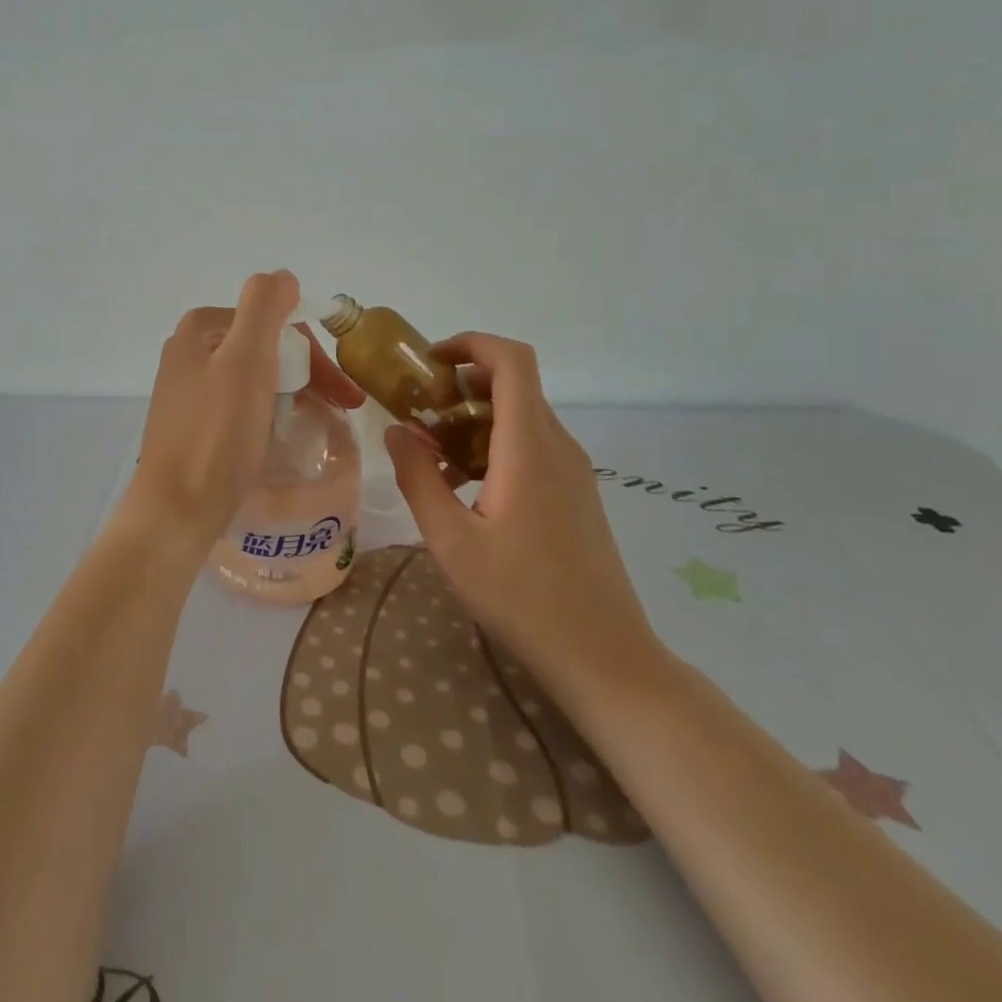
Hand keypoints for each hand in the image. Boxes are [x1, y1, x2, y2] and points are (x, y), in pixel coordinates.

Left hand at [123, 271, 363, 551]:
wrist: (176, 510)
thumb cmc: (217, 434)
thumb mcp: (245, 360)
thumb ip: (264, 308)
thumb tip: (282, 276)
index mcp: (201, 328)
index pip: (275, 324)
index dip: (314, 355)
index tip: (344, 394)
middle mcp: (189, 350)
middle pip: (265, 349)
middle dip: (306, 375)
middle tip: (341, 410)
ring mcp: (187, 388)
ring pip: (255, 377)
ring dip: (291, 393)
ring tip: (318, 423)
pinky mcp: (191, 423)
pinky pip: (240, 405)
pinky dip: (267, 412)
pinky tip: (279, 435)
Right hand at [383, 333, 662, 701]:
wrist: (604, 657)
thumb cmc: (523, 597)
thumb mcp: (451, 541)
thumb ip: (418, 478)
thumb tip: (397, 431)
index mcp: (529, 447)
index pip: (512, 361)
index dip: (471, 344)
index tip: (429, 363)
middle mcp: (557, 446)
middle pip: (514, 384)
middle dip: (461, 385)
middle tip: (418, 414)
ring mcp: (572, 470)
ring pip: (521, 416)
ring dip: (474, 419)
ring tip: (433, 455)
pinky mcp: (576, 492)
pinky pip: (532, 445)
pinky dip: (493, 445)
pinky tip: (466, 487)